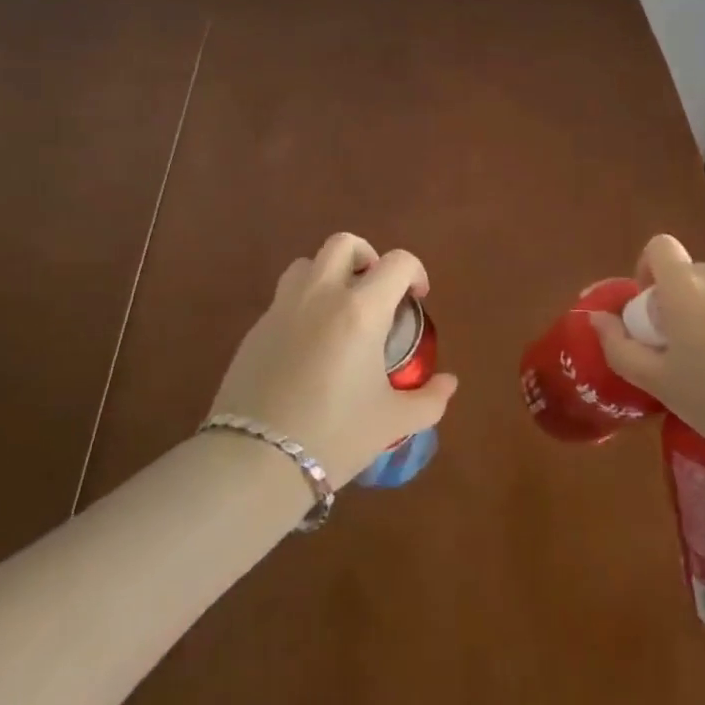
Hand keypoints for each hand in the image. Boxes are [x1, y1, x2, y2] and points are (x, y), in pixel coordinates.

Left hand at [209, 232, 458, 482]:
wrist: (255, 461)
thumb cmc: (334, 435)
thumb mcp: (392, 422)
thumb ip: (428, 399)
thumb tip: (449, 383)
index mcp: (361, 309)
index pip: (397, 262)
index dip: (415, 273)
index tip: (418, 299)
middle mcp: (321, 295)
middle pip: (344, 243)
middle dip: (367, 256)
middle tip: (376, 292)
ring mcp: (283, 308)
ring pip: (307, 263)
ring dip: (329, 274)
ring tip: (339, 310)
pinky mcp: (256, 328)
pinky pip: (284, 298)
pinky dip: (303, 305)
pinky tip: (309, 346)